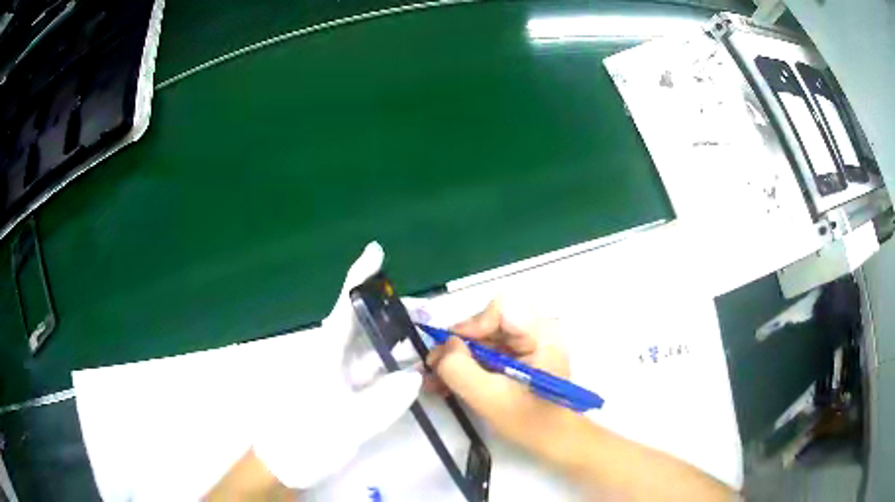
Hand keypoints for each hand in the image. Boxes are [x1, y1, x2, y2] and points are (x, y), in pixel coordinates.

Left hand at [249, 242, 421, 489]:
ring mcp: (335, 373)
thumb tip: (414, 377)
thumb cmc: (306, 437)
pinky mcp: (340, 389)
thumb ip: (383, 402)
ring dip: (394, 337)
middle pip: (361, 323)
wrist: (283, 461)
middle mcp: (329, 356)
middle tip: (428, 310)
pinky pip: (369, 369)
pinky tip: (410, 366)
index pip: (345, 308)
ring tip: (425, 333)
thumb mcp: (347, 424)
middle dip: (392, 310)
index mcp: (324, 354)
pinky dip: (389, 364)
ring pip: (367, 347)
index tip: (376, 252)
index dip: (360, 278)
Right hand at [425, 299, 575, 456]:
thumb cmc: (531, 422)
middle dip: (458, 346)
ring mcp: (528, 345)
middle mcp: (536, 332)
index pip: (502, 309)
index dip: (473, 325)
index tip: (452, 350)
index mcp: (541, 335)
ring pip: (483, 339)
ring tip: (433, 381)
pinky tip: (445, 384)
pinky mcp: (519, 358)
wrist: (555, 441)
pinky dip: (467, 367)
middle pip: (489, 323)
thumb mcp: (490, 398)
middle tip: (432, 367)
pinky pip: (487, 353)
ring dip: (457, 359)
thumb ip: (460, 370)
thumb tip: (444, 345)